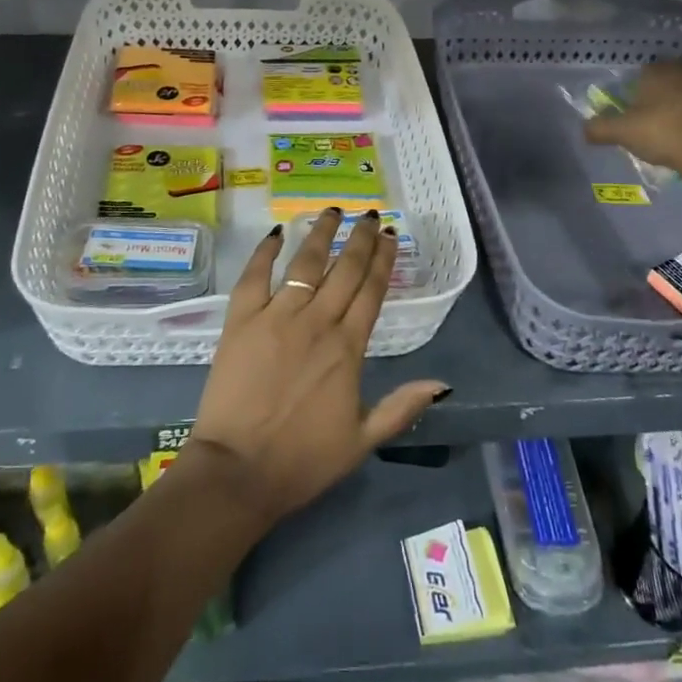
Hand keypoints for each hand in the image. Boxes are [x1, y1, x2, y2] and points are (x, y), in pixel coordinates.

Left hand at [189, 210, 449, 527]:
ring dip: (321, 234)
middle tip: (370, 215)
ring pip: (305, 262)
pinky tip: (277, 233)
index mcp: (347, 348)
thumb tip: (443, 384)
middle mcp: (316, 321)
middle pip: (344, 269)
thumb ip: (402, 407)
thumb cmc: (303, 460)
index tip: (390, 236)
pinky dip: (265, 251)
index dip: (383, 260)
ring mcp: (276, 316)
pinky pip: (254, 276)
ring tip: (332, 211)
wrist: (239, 471)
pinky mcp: (241, 320)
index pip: (371, 291)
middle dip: (360, 238)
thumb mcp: (362, 440)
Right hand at [583, 58, 681, 165]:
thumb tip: (583, 129)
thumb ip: (600, 129)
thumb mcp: (622, 132)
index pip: (643, 71)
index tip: (634, 106)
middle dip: (664, 91)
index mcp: (656, 71)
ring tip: (676, 126)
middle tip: (655, 113)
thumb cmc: (663, 131)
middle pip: (671, 77)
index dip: (637, 88)